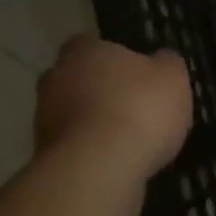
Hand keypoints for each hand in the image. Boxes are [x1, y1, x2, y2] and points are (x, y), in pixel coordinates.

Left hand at [35, 34, 192, 181]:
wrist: (98, 170)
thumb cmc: (139, 109)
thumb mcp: (172, 78)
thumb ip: (166, 64)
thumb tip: (161, 59)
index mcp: (83, 50)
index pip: (91, 45)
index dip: (113, 59)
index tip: (133, 74)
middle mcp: (55, 79)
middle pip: (77, 80)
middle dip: (99, 93)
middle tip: (130, 108)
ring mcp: (43, 120)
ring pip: (72, 116)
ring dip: (93, 125)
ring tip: (127, 143)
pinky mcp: (44, 157)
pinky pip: (72, 149)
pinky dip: (89, 154)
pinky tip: (115, 166)